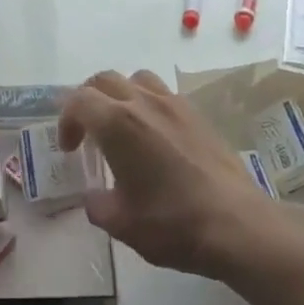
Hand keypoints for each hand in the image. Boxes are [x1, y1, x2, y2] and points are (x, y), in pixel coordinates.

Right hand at [58, 69, 279, 279]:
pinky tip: (155, 139)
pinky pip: (164, 94)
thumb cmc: (172, 224)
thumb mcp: (121, 223)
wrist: (237, 225)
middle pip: (105, 80)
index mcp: (118, 124)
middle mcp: (145, 103)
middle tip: (88, 134)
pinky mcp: (199, 115)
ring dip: (121, 96)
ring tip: (122, 127)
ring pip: (137, 79)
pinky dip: (149, 105)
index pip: (79, 100)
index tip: (70, 150)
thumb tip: (95, 196)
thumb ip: (97, 204)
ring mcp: (175, 105)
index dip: (66, 121)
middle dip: (88, 101)